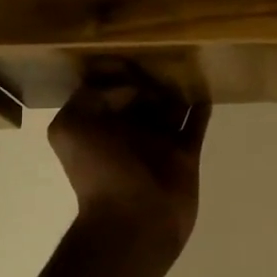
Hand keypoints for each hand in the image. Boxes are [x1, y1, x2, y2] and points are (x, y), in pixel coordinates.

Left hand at [50, 63, 210, 256]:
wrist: (133, 222)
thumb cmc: (100, 173)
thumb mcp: (71, 127)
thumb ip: (92, 97)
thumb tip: (133, 89)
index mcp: (98, 123)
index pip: (107, 87)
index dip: (118, 69)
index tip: (134, 53)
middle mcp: (127, 130)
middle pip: (141, 94)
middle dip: (151, 75)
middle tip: (167, 54)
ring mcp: (158, 142)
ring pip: (170, 106)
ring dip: (177, 88)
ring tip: (189, 63)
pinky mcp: (184, 155)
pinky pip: (194, 124)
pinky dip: (200, 108)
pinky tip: (206, 88)